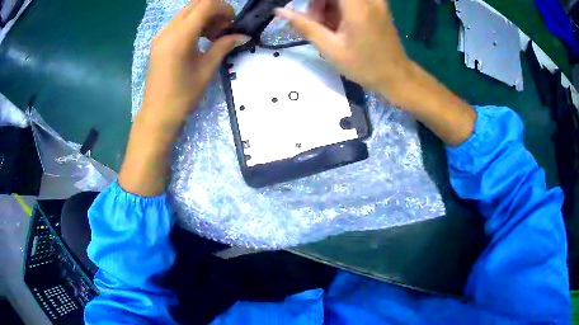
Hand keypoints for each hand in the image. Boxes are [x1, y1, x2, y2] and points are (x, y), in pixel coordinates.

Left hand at [120, 0, 247, 196]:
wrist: (157, 114)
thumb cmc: (183, 95)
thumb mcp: (206, 68)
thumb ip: (223, 46)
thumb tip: (243, 36)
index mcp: (180, 36)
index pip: (205, 5)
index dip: (224, 8)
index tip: (232, 22)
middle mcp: (168, 30)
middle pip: (196, 4)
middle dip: (215, 10)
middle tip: (224, 27)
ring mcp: (161, 35)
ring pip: (187, 11)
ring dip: (204, 16)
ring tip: (214, 34)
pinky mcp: (159, 41)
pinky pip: (179, 22)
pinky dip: (193, 23)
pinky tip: (200, 38)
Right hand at [276, 0, 475, 147]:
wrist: (400, 81)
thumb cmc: (368, 69)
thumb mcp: (330, 48)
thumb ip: (304, 25)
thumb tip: (281, 10)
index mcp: (356, 4)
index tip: (306, 4)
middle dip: (318, 1)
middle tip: (309, 18)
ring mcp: (374, 1)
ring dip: (325, 3)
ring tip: (320, 25)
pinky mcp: (376, 7)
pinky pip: (349, 0)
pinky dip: (335, 7)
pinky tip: (333, 25)